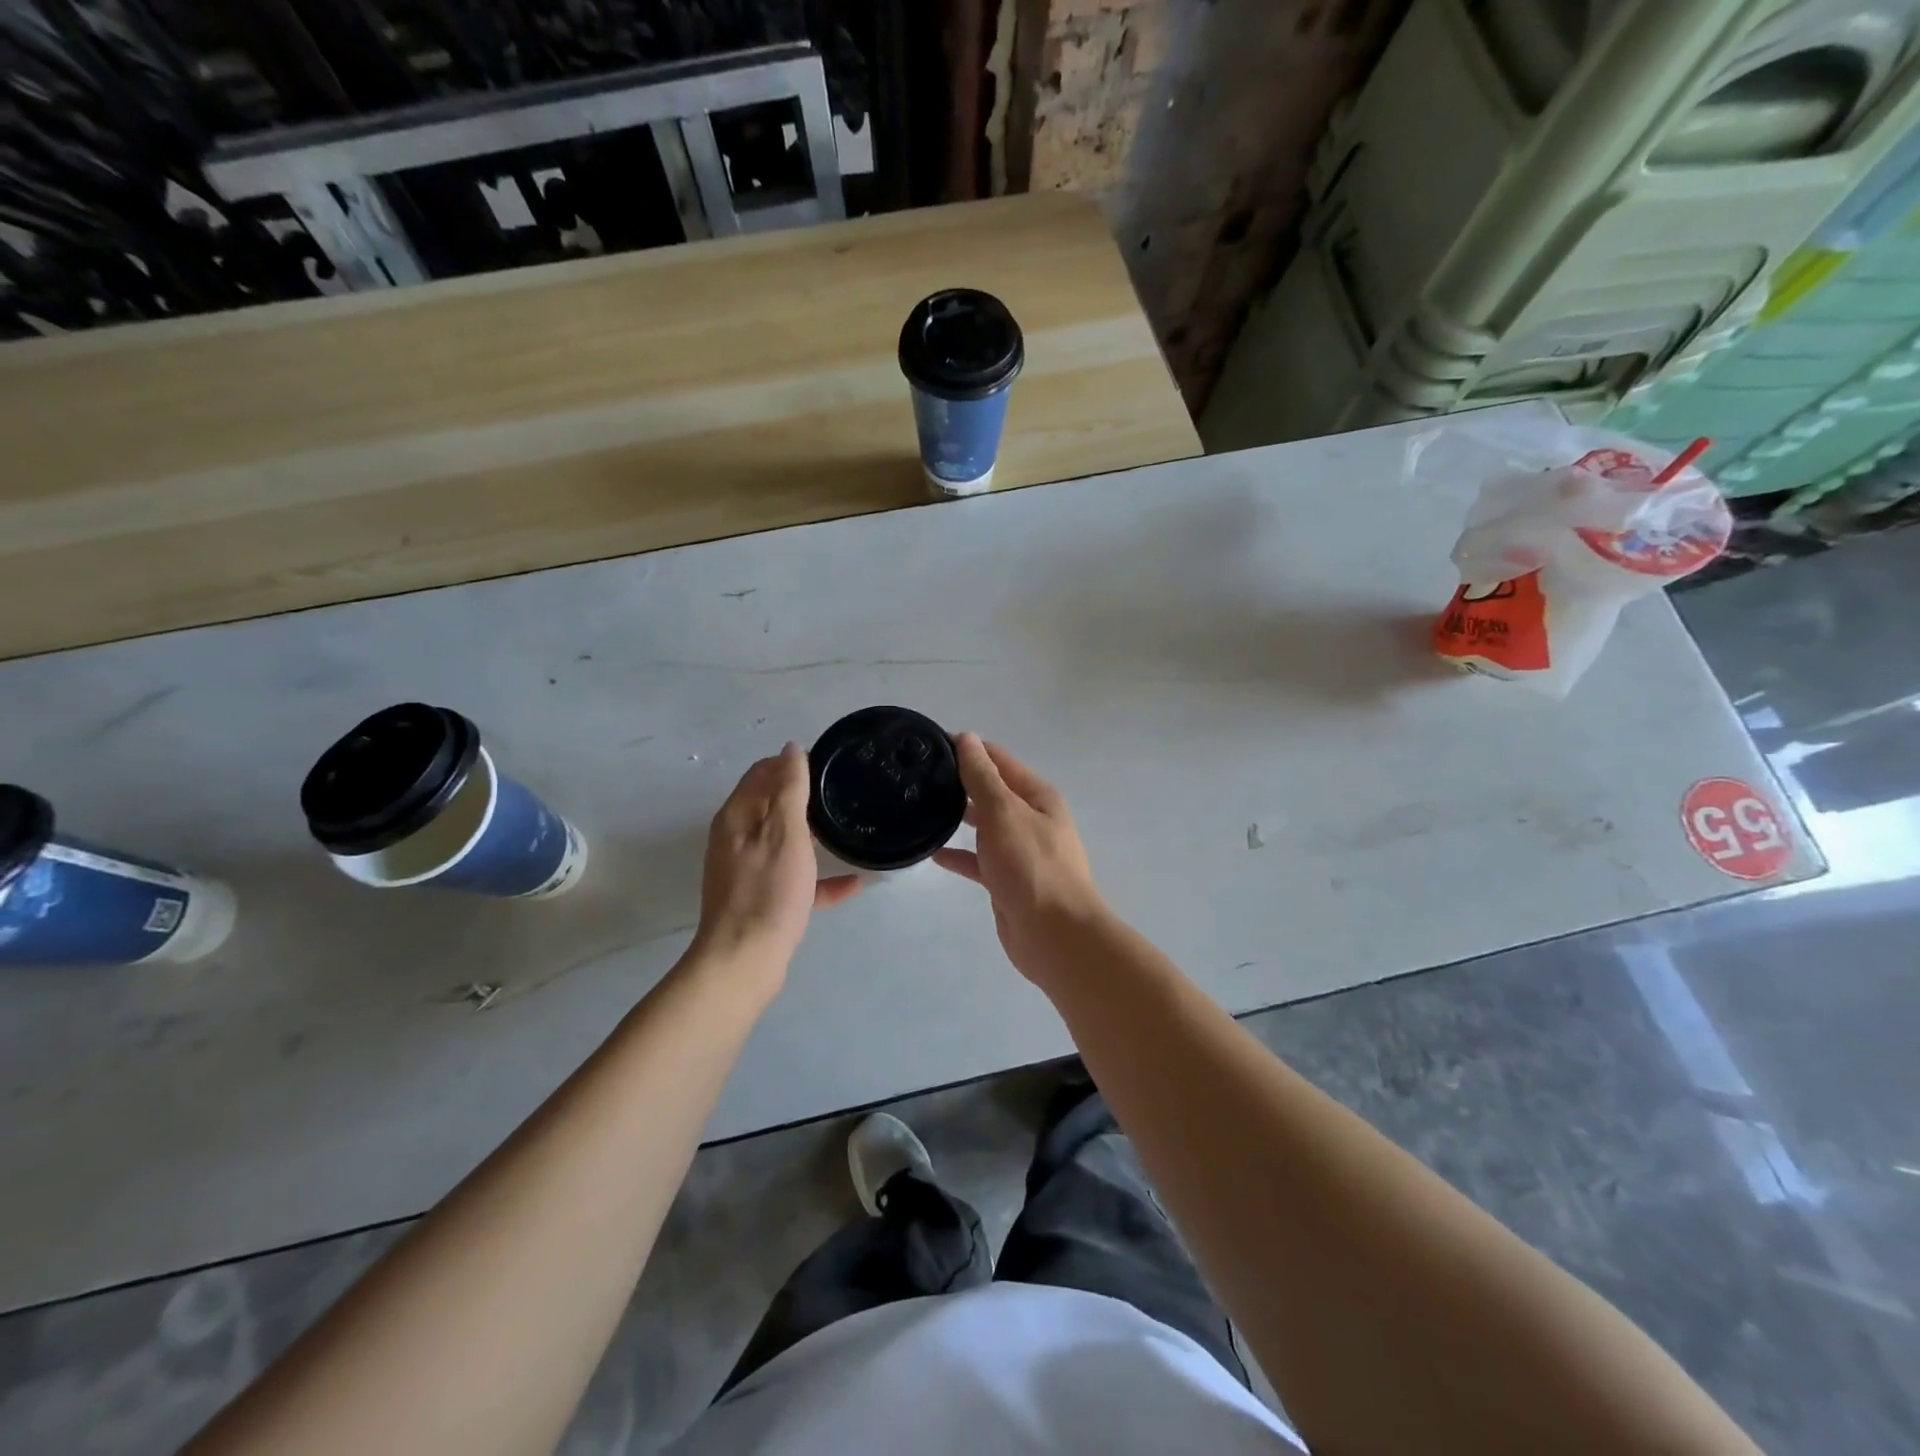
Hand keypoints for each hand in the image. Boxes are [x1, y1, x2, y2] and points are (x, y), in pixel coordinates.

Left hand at [690, 744, 860, 985]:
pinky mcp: (760, 900)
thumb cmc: (767, 891)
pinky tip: (852, 884)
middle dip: (804, 796)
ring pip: (783, 842)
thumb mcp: (785, 832)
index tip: (829, 765)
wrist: (744, 961)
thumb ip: (789, 788)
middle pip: (771, 805)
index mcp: (737, 817)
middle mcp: (736, 839)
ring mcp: (747, 871)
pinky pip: (793, 879)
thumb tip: (790, 748)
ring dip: (811, 835)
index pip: (761, 773)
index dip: (791, 763)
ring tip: (846, 829)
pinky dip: (817, 878)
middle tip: (843, 794)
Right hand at [934, 734, 1107, 982]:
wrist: (1054, 935)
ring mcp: (1019, 851)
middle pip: (991, 791)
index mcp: (1037, 796)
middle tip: (917, 777)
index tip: (929, 744)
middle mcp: (1031, 819)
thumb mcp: (1004, 813)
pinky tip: (933, 852)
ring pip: (984, 825)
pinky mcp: (1007, 880)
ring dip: (958, 817)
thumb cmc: (1031, 866)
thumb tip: (967, 738)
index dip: (968, 749)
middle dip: (960, 782)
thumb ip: (982, 777)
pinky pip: (979, 860)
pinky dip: (959, 854)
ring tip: (919, 808)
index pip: (998, 760)